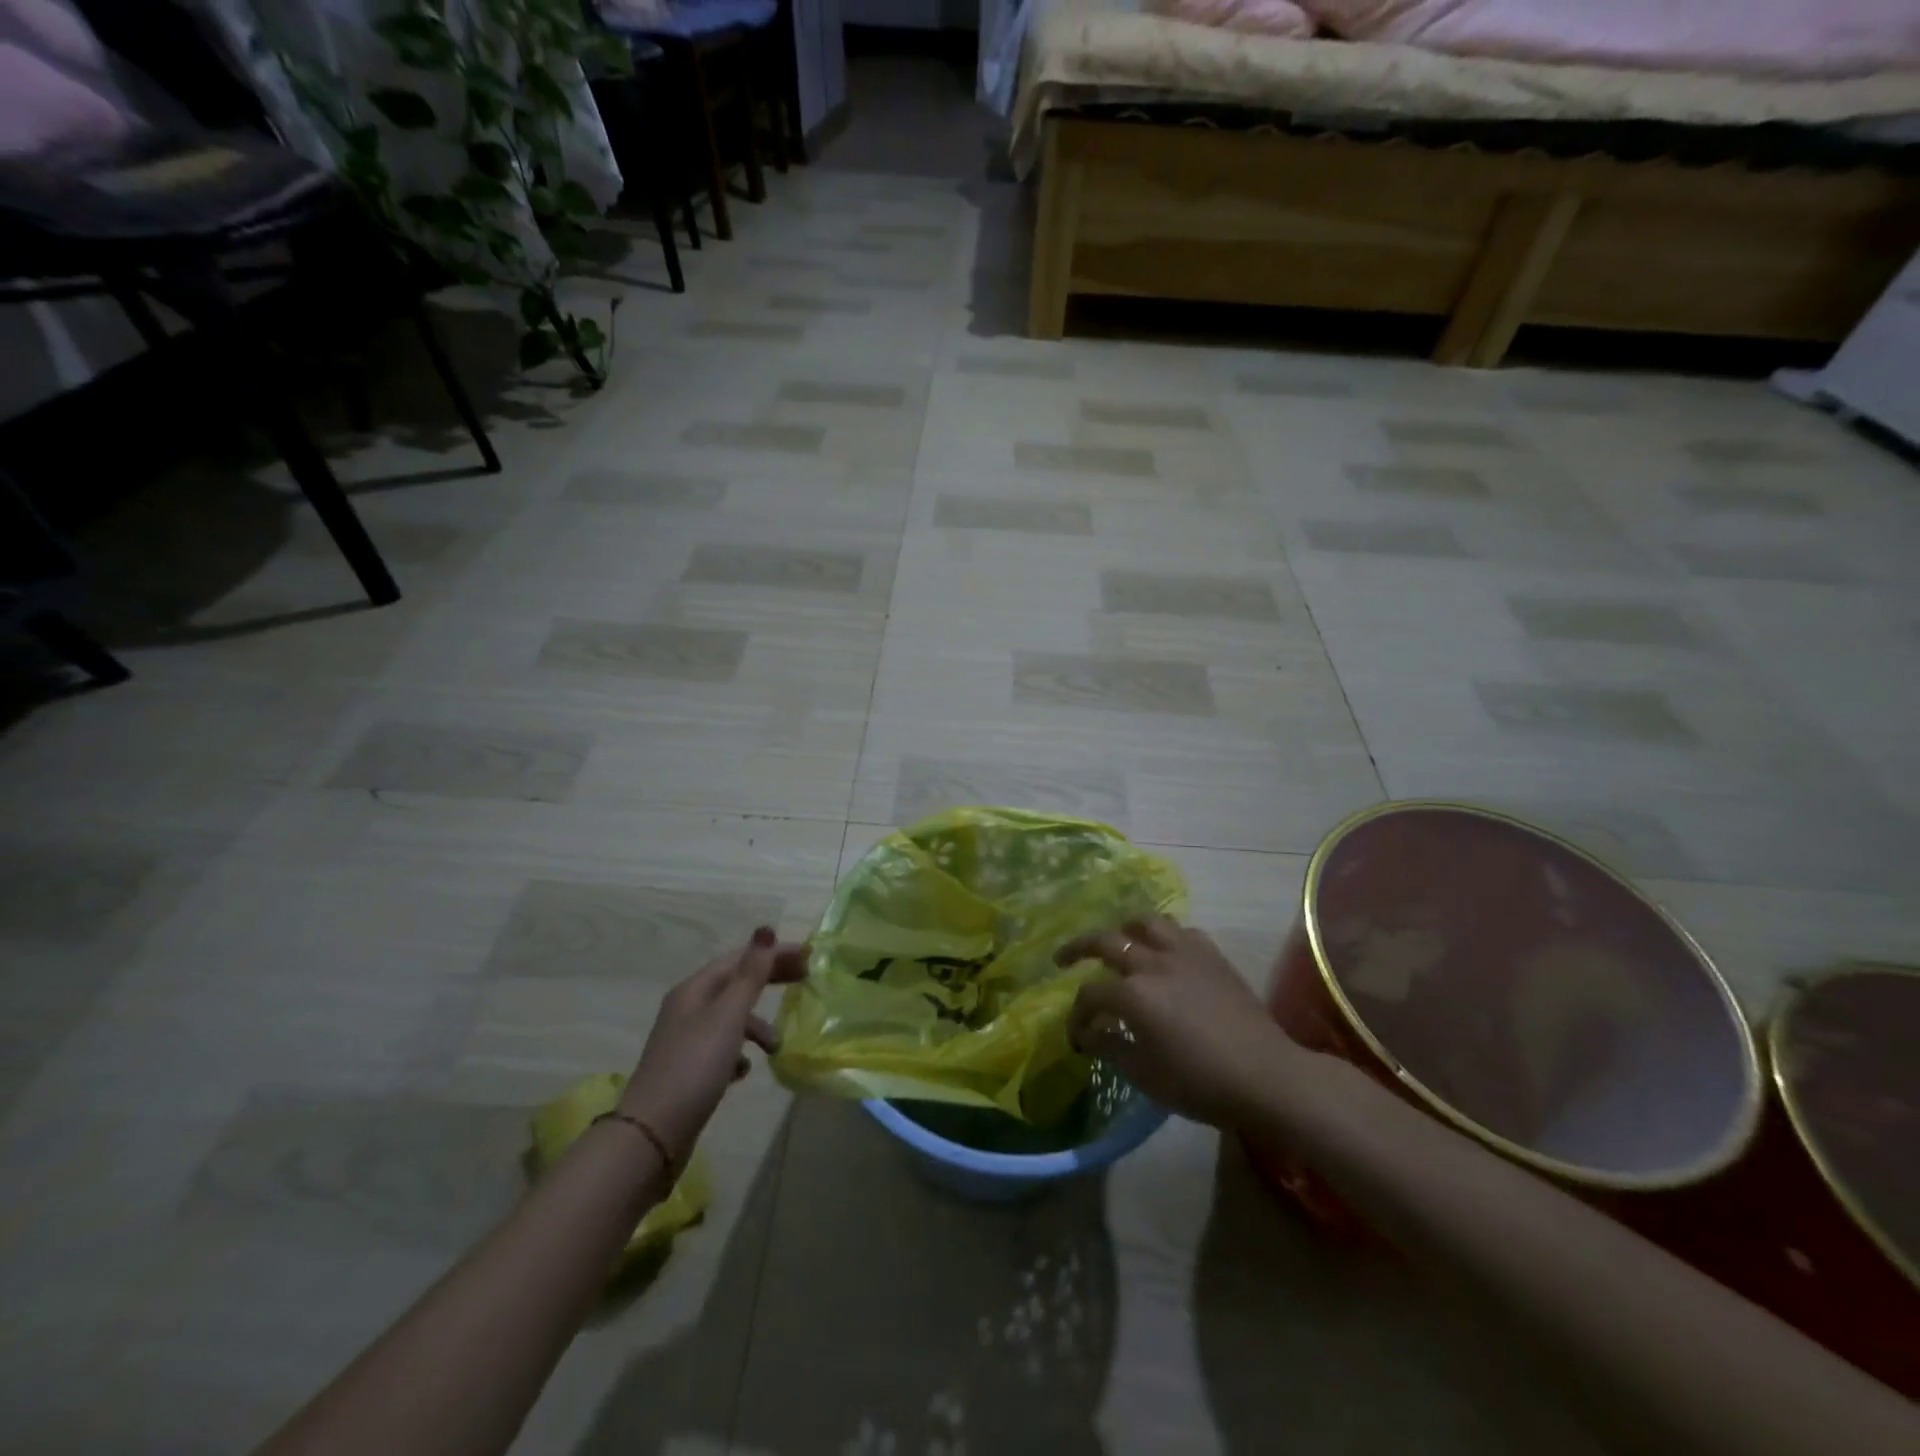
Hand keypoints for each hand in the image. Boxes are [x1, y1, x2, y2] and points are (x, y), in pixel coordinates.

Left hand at [618, 928, 807, 1163]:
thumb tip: (766, 929)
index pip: (739, 959)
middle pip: (734, 984)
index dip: (773, 954)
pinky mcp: (687, 1072)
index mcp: (694, 990)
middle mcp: (687, 1009)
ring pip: (730, 1020)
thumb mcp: (728, 1016)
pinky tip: (745, 1071)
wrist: (652, 1135)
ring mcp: (685, 1041)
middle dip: (768, 981)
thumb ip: (751, 975)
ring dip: (757, 1026)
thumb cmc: (694, 1066)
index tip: (808, 956)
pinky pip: (721, 1050)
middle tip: (805, 982)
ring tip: (776, 1048)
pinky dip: (739, 1053)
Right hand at [1057, 917, 1303, 1129]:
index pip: (1090, 994)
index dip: (1077, 1015)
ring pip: (1145, 922)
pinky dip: (1165, 937)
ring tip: (1118, 941)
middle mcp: (1153, 962)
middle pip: (1105, 941)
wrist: (1266, 1076)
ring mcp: (1184, 952)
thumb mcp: (1145, 1075)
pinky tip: (1165, 954)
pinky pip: (1181, 931)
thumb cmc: (1200, 1083)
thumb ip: (1110, 1048)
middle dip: (1078, 949)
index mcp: (1132, 994)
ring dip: (1124, 930)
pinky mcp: (1211, 955)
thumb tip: (1086, 1034)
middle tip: (1064, 959)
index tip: (1077, 1035)